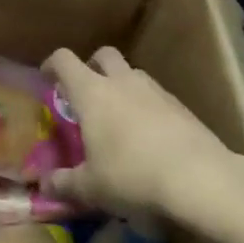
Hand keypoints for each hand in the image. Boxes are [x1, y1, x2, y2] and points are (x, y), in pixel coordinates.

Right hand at [41, 46, 243, 219]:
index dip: (52, 65)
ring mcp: (154, 90)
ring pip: (132, 73)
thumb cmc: (133, 175)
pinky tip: (150, 136)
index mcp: (91, 92)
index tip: (47, 78)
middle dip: (92, 66)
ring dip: (122, 85)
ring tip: (119, 116)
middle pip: (102, 55)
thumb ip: (64, 183)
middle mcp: (121, 81)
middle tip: (87, 92)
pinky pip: (156, 96)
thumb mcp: (92, 187)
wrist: (201, 179)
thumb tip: (43, 186)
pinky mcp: (181, 106)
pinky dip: (146, 106)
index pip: (64, 60)